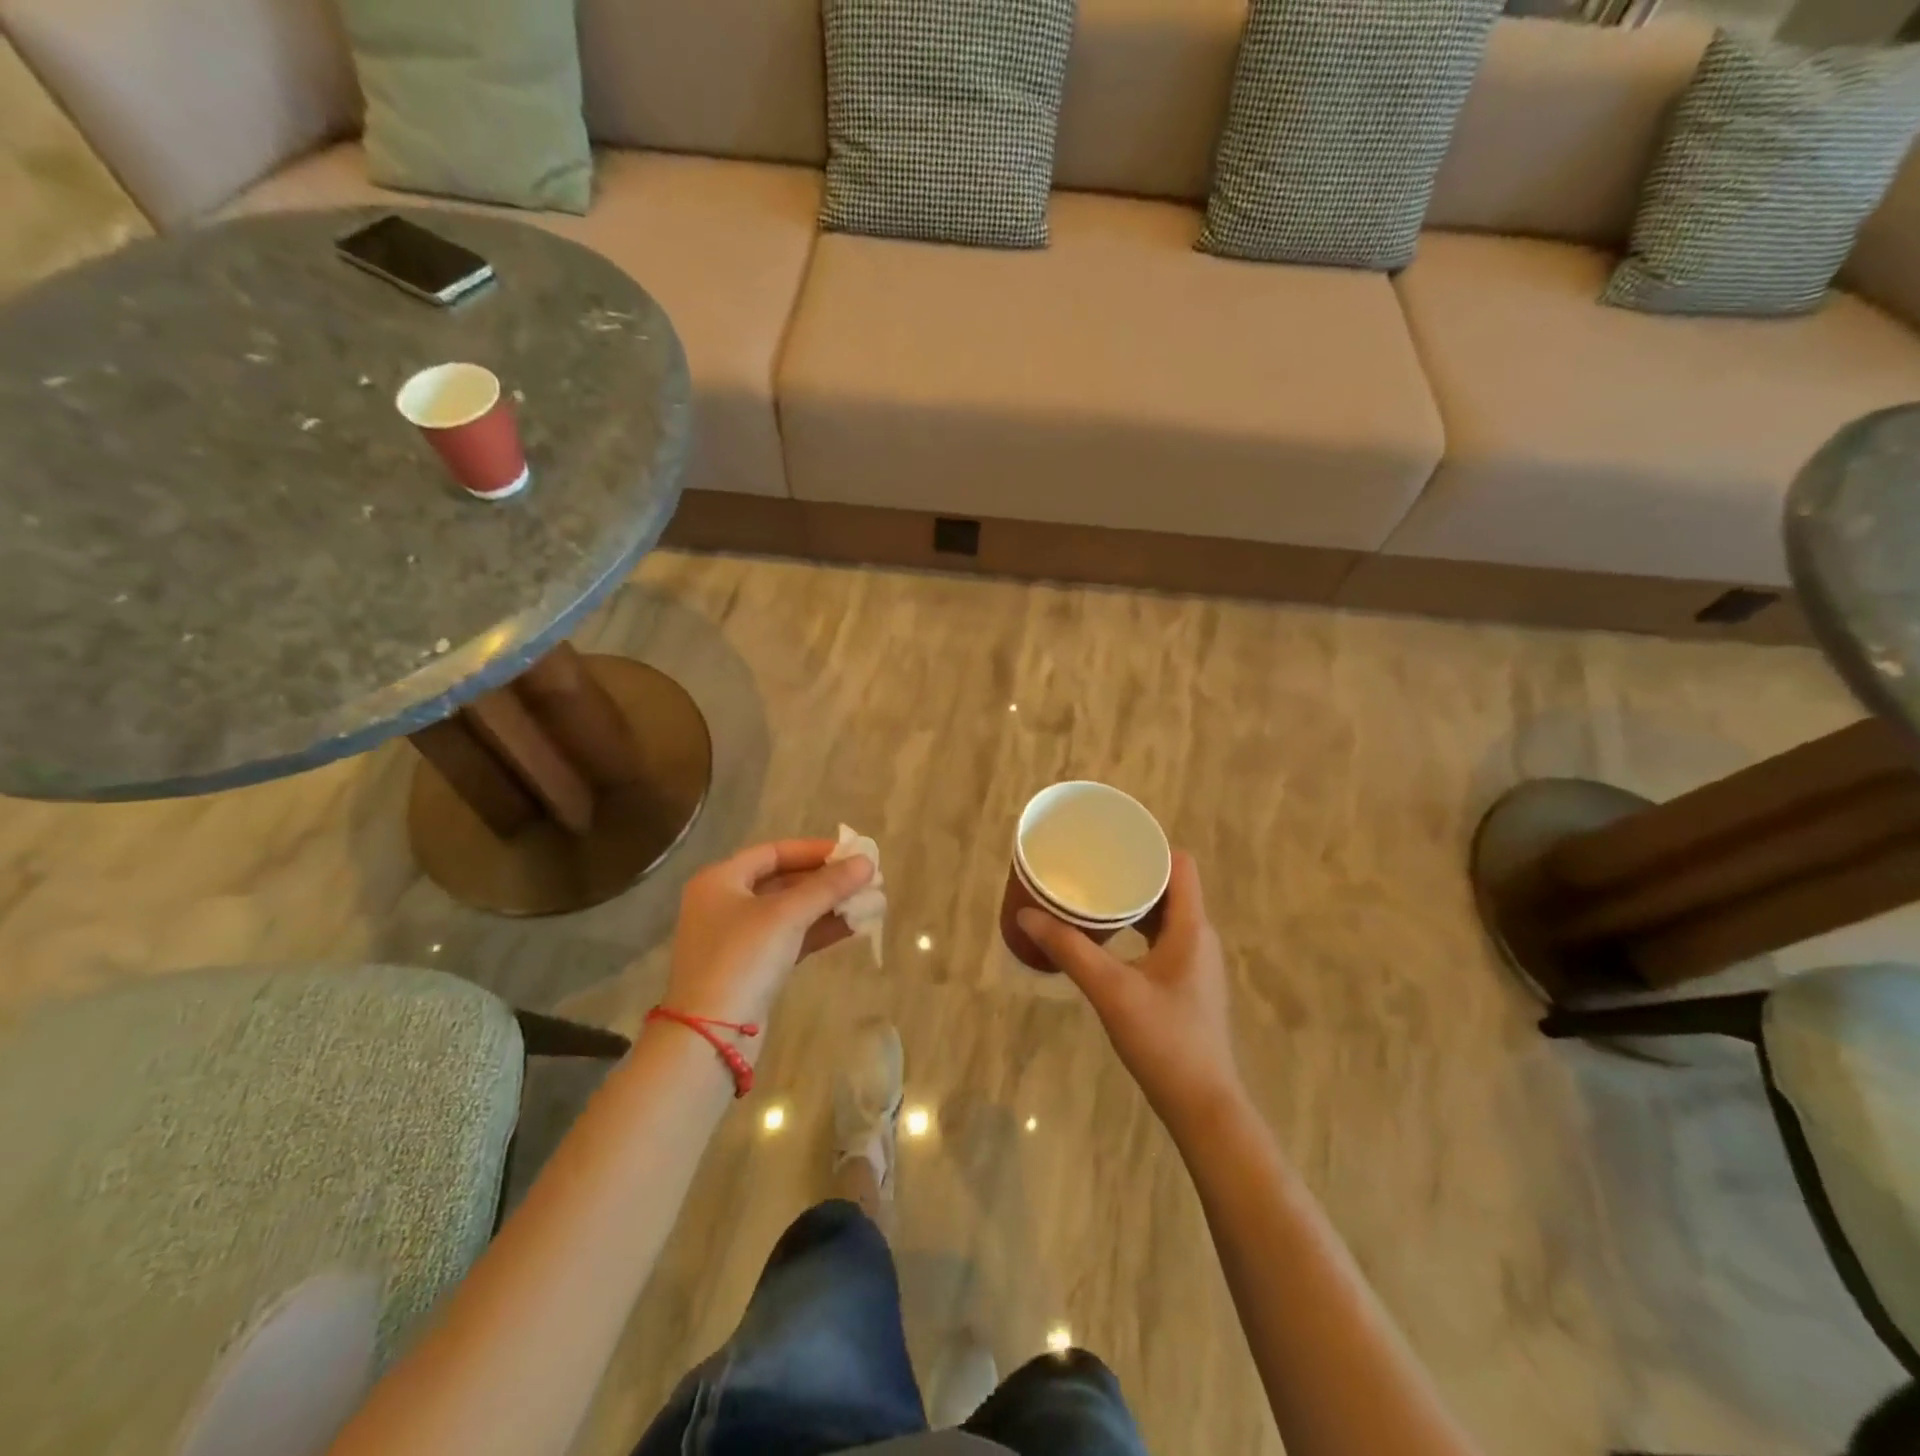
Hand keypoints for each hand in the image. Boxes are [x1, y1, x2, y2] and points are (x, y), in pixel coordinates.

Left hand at [664, 839, 874, 1038]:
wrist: (710, 1035)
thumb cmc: (742, 958)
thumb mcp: (787, 915)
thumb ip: (828, 886)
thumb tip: (867, 861)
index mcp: (720, 880)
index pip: (773, 852)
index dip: (813, 850)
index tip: (850, 853)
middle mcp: (724, 903)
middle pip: (782, 881)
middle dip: (825, 880)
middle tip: (865, 879)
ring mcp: (736, 938)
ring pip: (789, 912)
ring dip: (827, 906)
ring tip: (868, 901)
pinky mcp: (751, 968)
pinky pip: (789, 938)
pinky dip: (818, 931)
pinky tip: (852, 927)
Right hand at [1018, 852, 1242, 1134]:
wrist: (1202, 1105)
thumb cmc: (1164, 1041)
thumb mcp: (1111, 991)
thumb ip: (1069, 949)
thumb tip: (1027, 914)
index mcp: (1190, 928)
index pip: (1180, 865)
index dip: (1149, 846)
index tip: (1111, 840)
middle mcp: (1198, 937)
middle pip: (1169, 887)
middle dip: (1131, 872)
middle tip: (1090, 865)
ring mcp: (1195, 962)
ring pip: (1164, 914)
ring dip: (1132, 901)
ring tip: (1092, 894)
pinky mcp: (1186, 983)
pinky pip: (1161, 938)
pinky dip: (1136, 928)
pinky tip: (1107, 938)